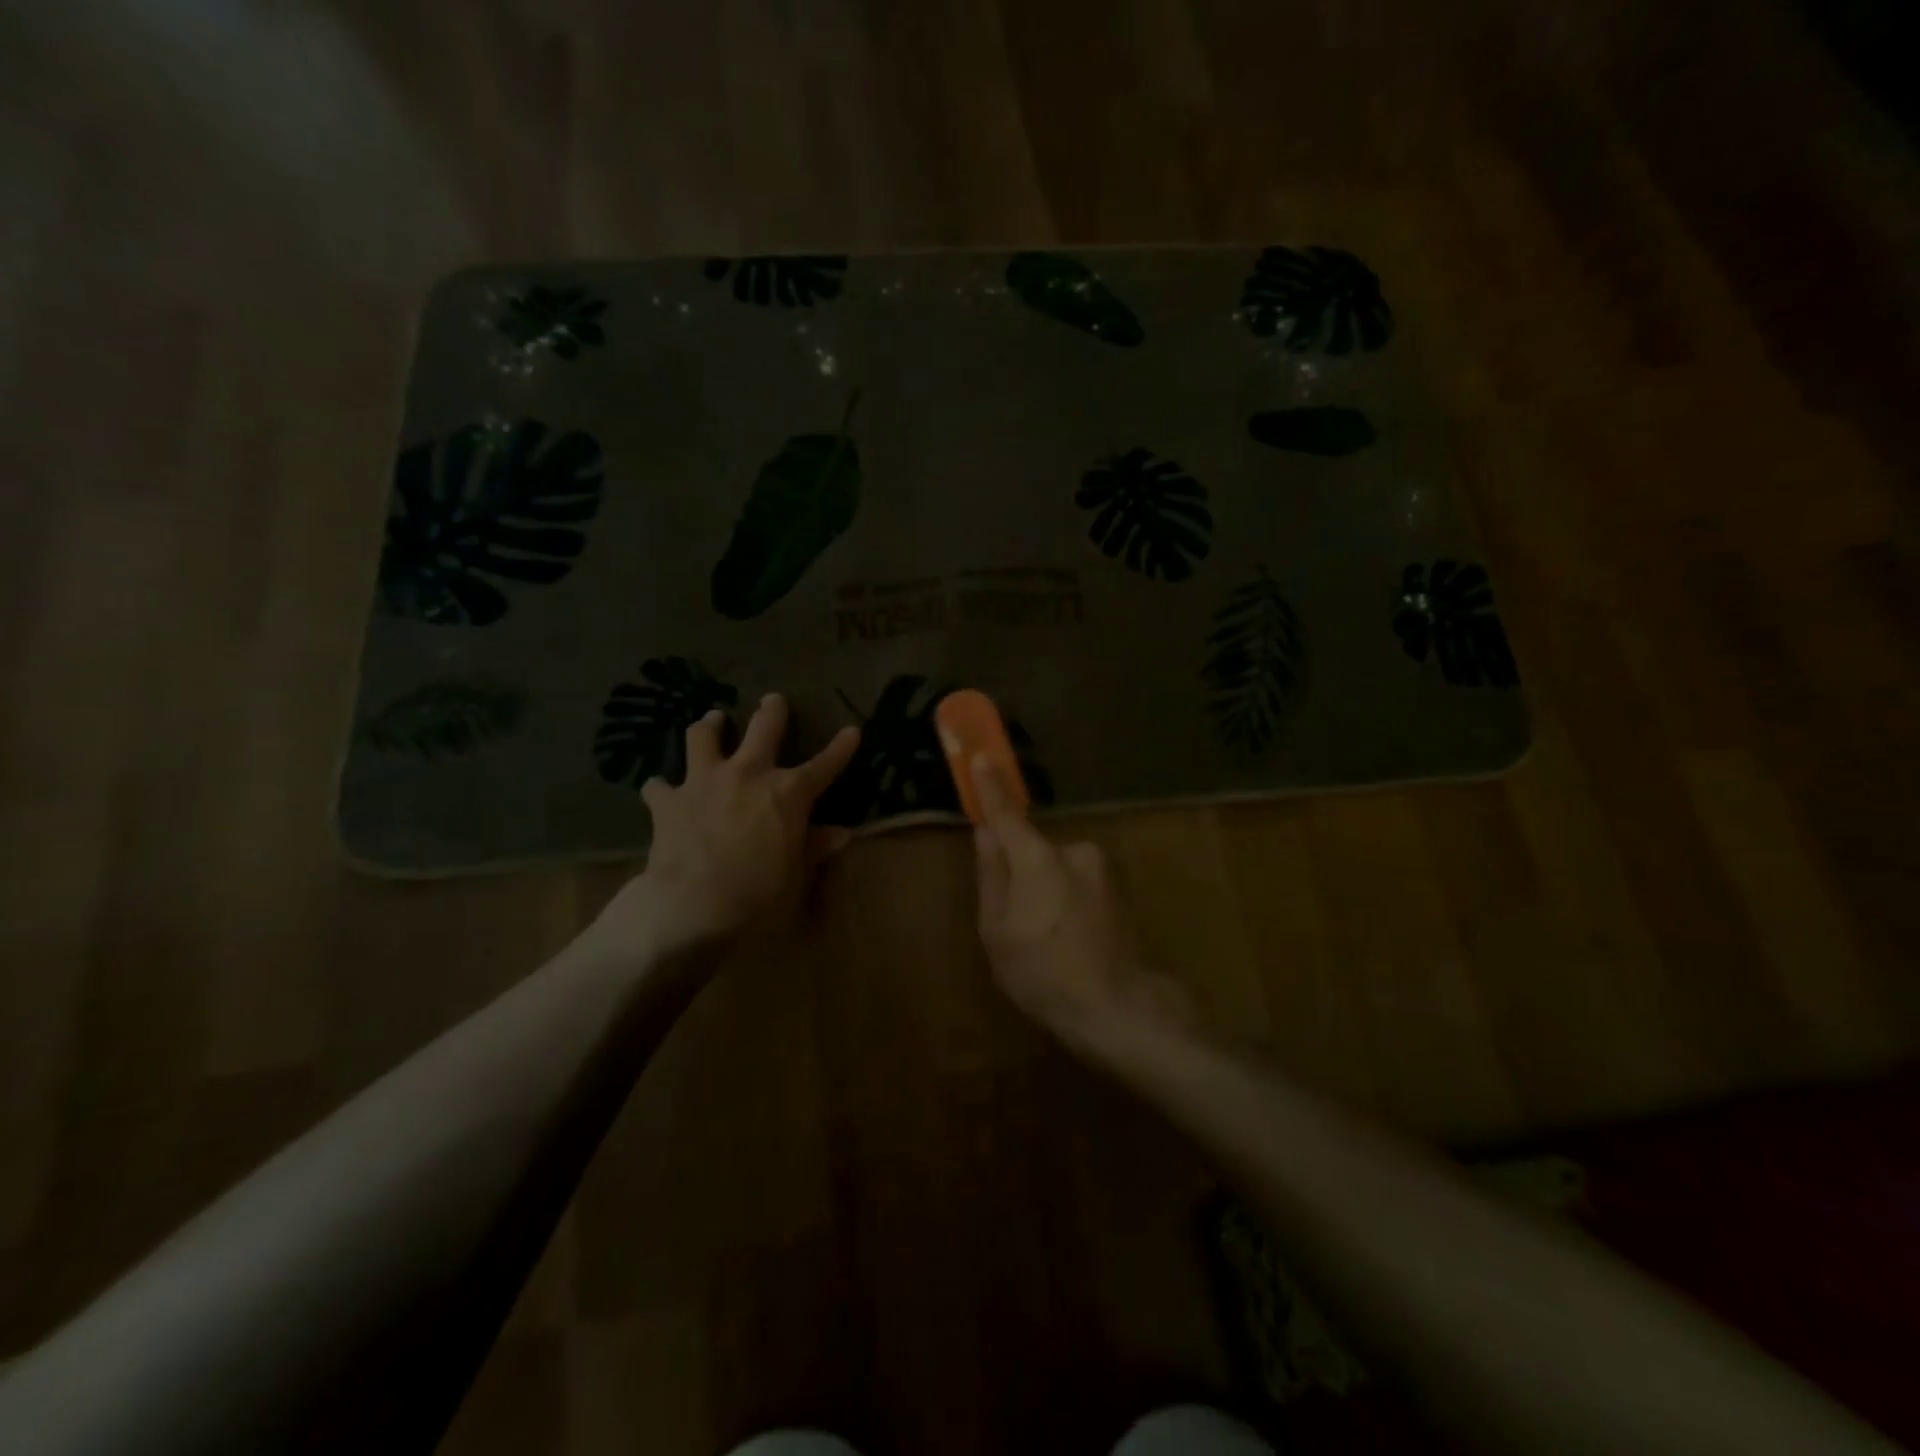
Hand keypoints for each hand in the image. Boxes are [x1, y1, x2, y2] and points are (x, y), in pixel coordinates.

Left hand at [586, 695, 859, 962]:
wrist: (693, 905)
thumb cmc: (758, 894)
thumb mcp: (796, 875)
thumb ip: (815, 847)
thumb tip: (842, 833)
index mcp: (788, 793)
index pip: (825, 765)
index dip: (841, 748)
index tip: (853, 731)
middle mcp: (748, 774)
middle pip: (763, 727)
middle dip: (771, 711)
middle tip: (772, 700)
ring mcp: (705, 781)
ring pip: (703, 737)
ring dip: (709, 726)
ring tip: (711, 722)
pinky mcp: (668, 800)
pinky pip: (659, 785)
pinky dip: (661, 787)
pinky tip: (660, 790)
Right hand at [971, 756, 1194, 1052]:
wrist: (1121, 1009)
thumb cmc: (1045, 973)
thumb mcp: (997, 931)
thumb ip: (992, 875)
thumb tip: (985, 834)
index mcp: (1039, 859)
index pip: (1007, 814)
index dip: (991, 787)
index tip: (980, 755)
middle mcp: (1075, 852)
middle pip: (1033, 851)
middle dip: (1020, 874)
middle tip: (1016, 923)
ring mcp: (1102, 871)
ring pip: (1056, 871)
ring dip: (1046, 893)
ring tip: (1047, 944)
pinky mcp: (1119, 890)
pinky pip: (1078, 886)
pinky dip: (1068, 905)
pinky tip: (1071, 945)